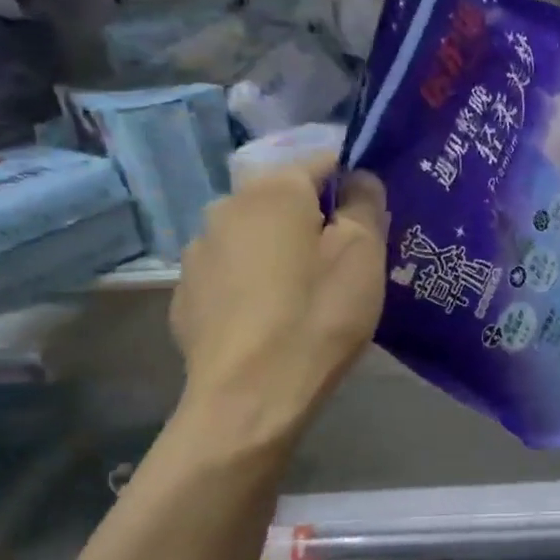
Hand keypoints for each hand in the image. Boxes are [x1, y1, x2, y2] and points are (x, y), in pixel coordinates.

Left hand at [170, 154, 388, 453]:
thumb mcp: (363, 254)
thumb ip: (366, 203)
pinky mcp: (185, 295)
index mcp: (272, 189)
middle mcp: (225, 207)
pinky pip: (233, 273)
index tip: (373, 224)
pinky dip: (255, 283)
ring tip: (306, 296)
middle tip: (345, 264)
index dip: (355, 186)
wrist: (249, 398)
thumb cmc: (317, 316)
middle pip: (286, 200)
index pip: (323, 162)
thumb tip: (360, 178)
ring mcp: (197, 252)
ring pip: (257, 236)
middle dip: (317, 221)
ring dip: (283, 251)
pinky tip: (271, 320)